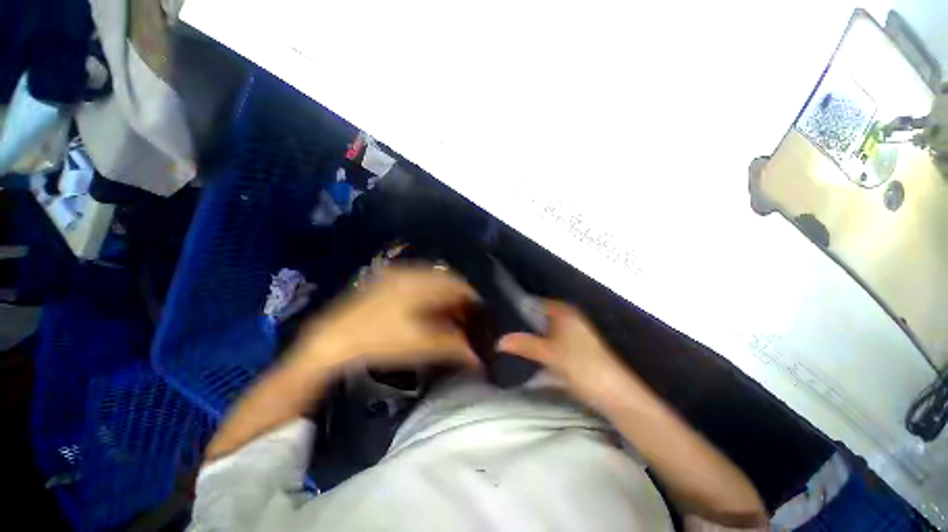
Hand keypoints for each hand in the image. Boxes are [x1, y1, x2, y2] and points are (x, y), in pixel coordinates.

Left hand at [292, 265, 481, 370]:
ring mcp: (397, 274)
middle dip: (459, 296)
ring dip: (444, 293)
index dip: (472, 299)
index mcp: (421, 283)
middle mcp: (411, 271)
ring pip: (433, 278)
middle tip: (464, 315)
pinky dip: (430, 292)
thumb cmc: (380, 341)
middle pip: (447, 279)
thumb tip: (478, 357)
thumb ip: (454, 347)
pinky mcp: (387, 280)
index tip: (479, 314)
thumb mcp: (421, 345)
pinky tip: (428, 307)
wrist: (333, 340)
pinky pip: (419, 280)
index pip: (458, 284)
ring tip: (448, 312)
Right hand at [498, 301, 637, 407]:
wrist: (613, 393)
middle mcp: (569, 317)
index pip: (535, 302)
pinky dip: (540, 344)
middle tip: (503, 330)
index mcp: (564, 311)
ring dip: (531, 335)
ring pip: (544, 329)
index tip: (501, 316)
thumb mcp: (549, 354)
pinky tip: (529, 352)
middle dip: (522, 323)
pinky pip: (551, 340)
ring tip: (511, 341)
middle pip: (539, 316)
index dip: (518, 308)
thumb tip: (499, 341)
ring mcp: (573, 332)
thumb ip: (524, 345)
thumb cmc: (581, 366)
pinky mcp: (575, 347)